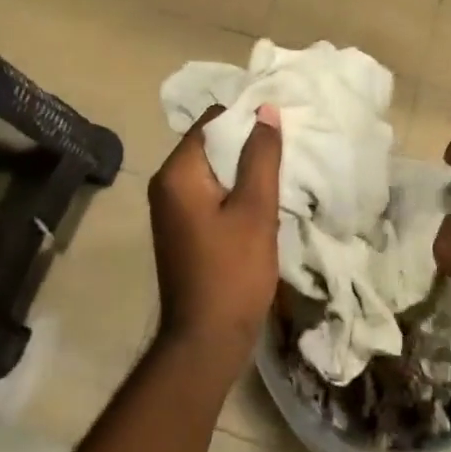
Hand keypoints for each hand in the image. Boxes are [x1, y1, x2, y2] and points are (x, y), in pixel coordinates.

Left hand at [148, 103, 282, 368]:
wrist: (205, 341)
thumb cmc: (232, 272)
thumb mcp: (255, 209)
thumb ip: (261, 156)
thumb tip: (265, 110)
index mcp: (177, 172)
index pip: (212, 121)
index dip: (247, 118)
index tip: (280, 127)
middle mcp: (166, 182)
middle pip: (211, 142)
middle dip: (247, 143)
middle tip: (285, 149)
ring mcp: (171, 207)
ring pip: (213, 168)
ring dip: (243, 168)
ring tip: (279, 172)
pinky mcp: (181, 226)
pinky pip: (209, 191)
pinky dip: (233, 189)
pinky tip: (261, 200)